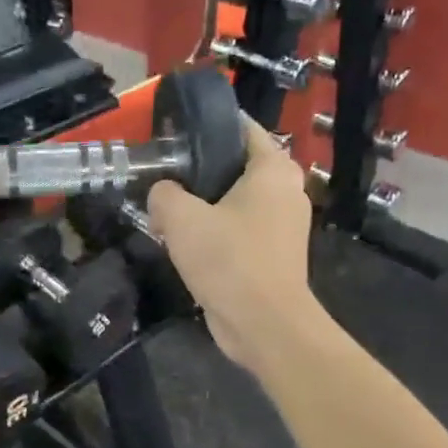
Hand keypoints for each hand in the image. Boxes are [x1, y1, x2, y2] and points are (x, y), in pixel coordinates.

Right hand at [147, 119, 317, 373]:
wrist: (264, 325)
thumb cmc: (229, 260)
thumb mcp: (182, 218)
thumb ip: (164, 193)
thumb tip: (162, 193)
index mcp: (273, 169)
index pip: (242, 126)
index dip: (208, 123)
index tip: (175, 128)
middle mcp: (286, 190)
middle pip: (236, 164)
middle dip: (200, 167)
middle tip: (163, 172)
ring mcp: (283, 224)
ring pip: (235, 199)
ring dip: (204, 204)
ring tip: (167, 209)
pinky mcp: (273, 253)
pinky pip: (238, 228)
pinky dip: (215, 230)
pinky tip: (185, 241)